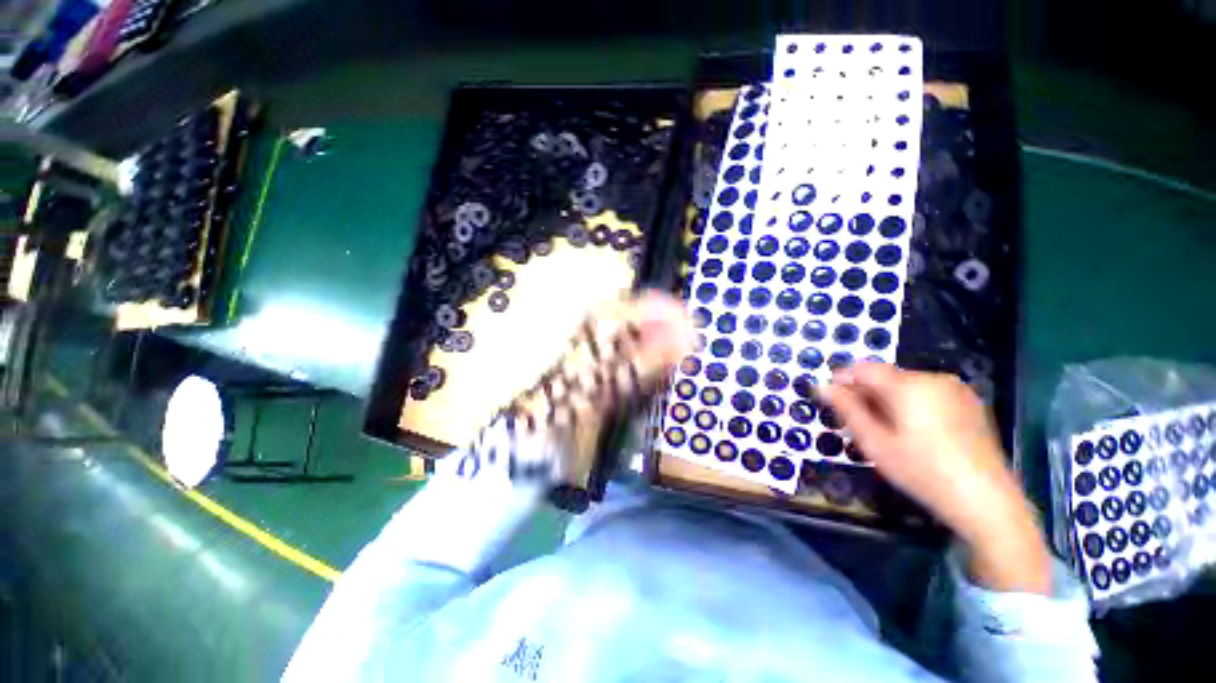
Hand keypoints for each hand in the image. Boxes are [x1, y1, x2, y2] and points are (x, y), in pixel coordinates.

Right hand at [822, 362, 1050, 593]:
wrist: (986, 501)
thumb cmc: (922, 472)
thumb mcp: (875, 442)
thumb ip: (846, 409)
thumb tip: (822, 386)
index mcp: (908, 385)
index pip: (863, 368)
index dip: (842, 380)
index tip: (831, 399)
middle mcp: (933, 378)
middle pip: (885, 376)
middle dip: (865, 393)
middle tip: (857, 422)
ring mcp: (956, 389)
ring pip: (906, 384)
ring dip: (887, 399)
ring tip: (885, 430)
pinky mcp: (969, 402)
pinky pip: (927, 393)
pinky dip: (911, 403)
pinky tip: (914, 432)